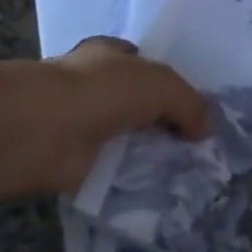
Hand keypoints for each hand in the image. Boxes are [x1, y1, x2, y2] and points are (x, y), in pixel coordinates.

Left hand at [39, 37, 207, 192]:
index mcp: (109, 55)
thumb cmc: (101, 89)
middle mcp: (95, 86)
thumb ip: (188, 102)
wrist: (46, 130)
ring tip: (191, 178)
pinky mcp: (77, 162)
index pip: (140, 63)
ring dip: (149, 156)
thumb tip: (206, 128)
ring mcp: (84, 124)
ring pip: (127, 139)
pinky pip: (114, 173)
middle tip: (201, 149)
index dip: (165, 81)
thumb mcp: (159, 83)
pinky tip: (162, 197)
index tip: (193, 108)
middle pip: (136, 103)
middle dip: (162, 122)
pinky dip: (132, 184)